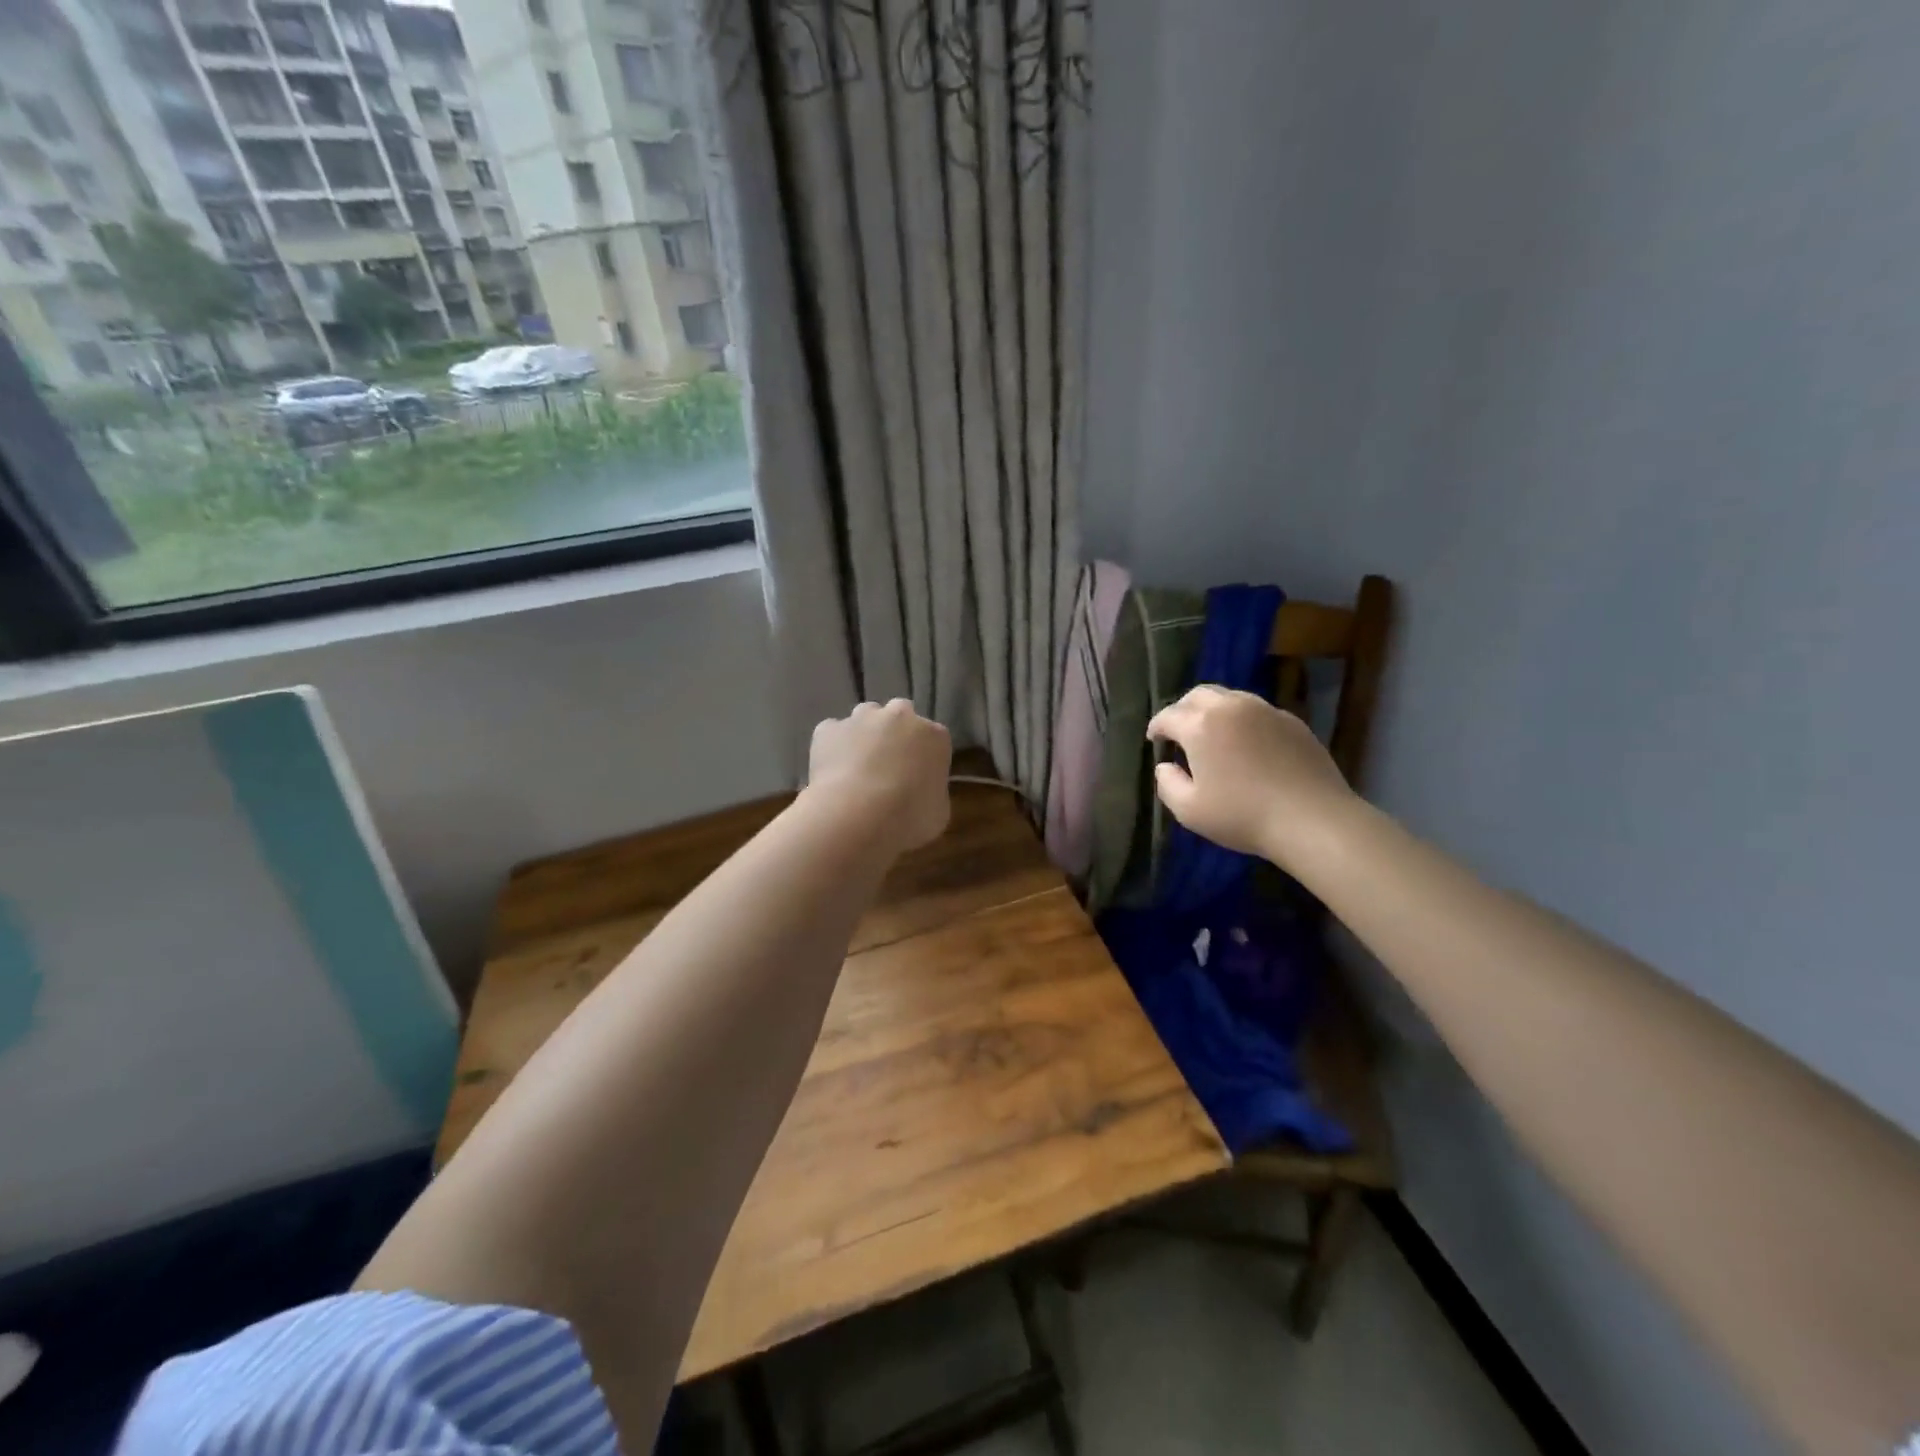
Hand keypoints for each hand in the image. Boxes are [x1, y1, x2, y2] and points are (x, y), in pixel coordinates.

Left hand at [807, 699, 952, 853]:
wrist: (857, 814)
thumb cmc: (908, 817)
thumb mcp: (938, 813)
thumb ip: (931, 792)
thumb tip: (920, 792)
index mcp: (934, 736)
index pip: (934, 738)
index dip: (924, 757)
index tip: (917, 777)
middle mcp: (900, 716)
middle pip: (900, 715)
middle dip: (895, 733)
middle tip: (888, 765)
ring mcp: (861, 719)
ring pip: (865, 717)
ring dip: (864, 734)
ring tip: (857, 766)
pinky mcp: (829, 729)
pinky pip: (832, 732)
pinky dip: (832, 746)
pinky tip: (832, 771)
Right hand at [1146, 686, 1355, 867]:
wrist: (1312, 818)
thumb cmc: (1243, 815)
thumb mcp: (1189, 810)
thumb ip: (1167, 784)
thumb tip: (1165, 766)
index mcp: (1200, 725)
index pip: (1168, 715)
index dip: (1156, 727)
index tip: (1154, 740)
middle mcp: (1230, 707)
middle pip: (1197, 695)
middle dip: (1183, 709)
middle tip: (1180, 731)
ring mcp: (1265, 710)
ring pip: (1230, 697)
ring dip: (1213, 710)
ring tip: (1213, 734)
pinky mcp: (1292, 721)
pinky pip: (1257, 711)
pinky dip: (1242, 720)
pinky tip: (1247, 744)